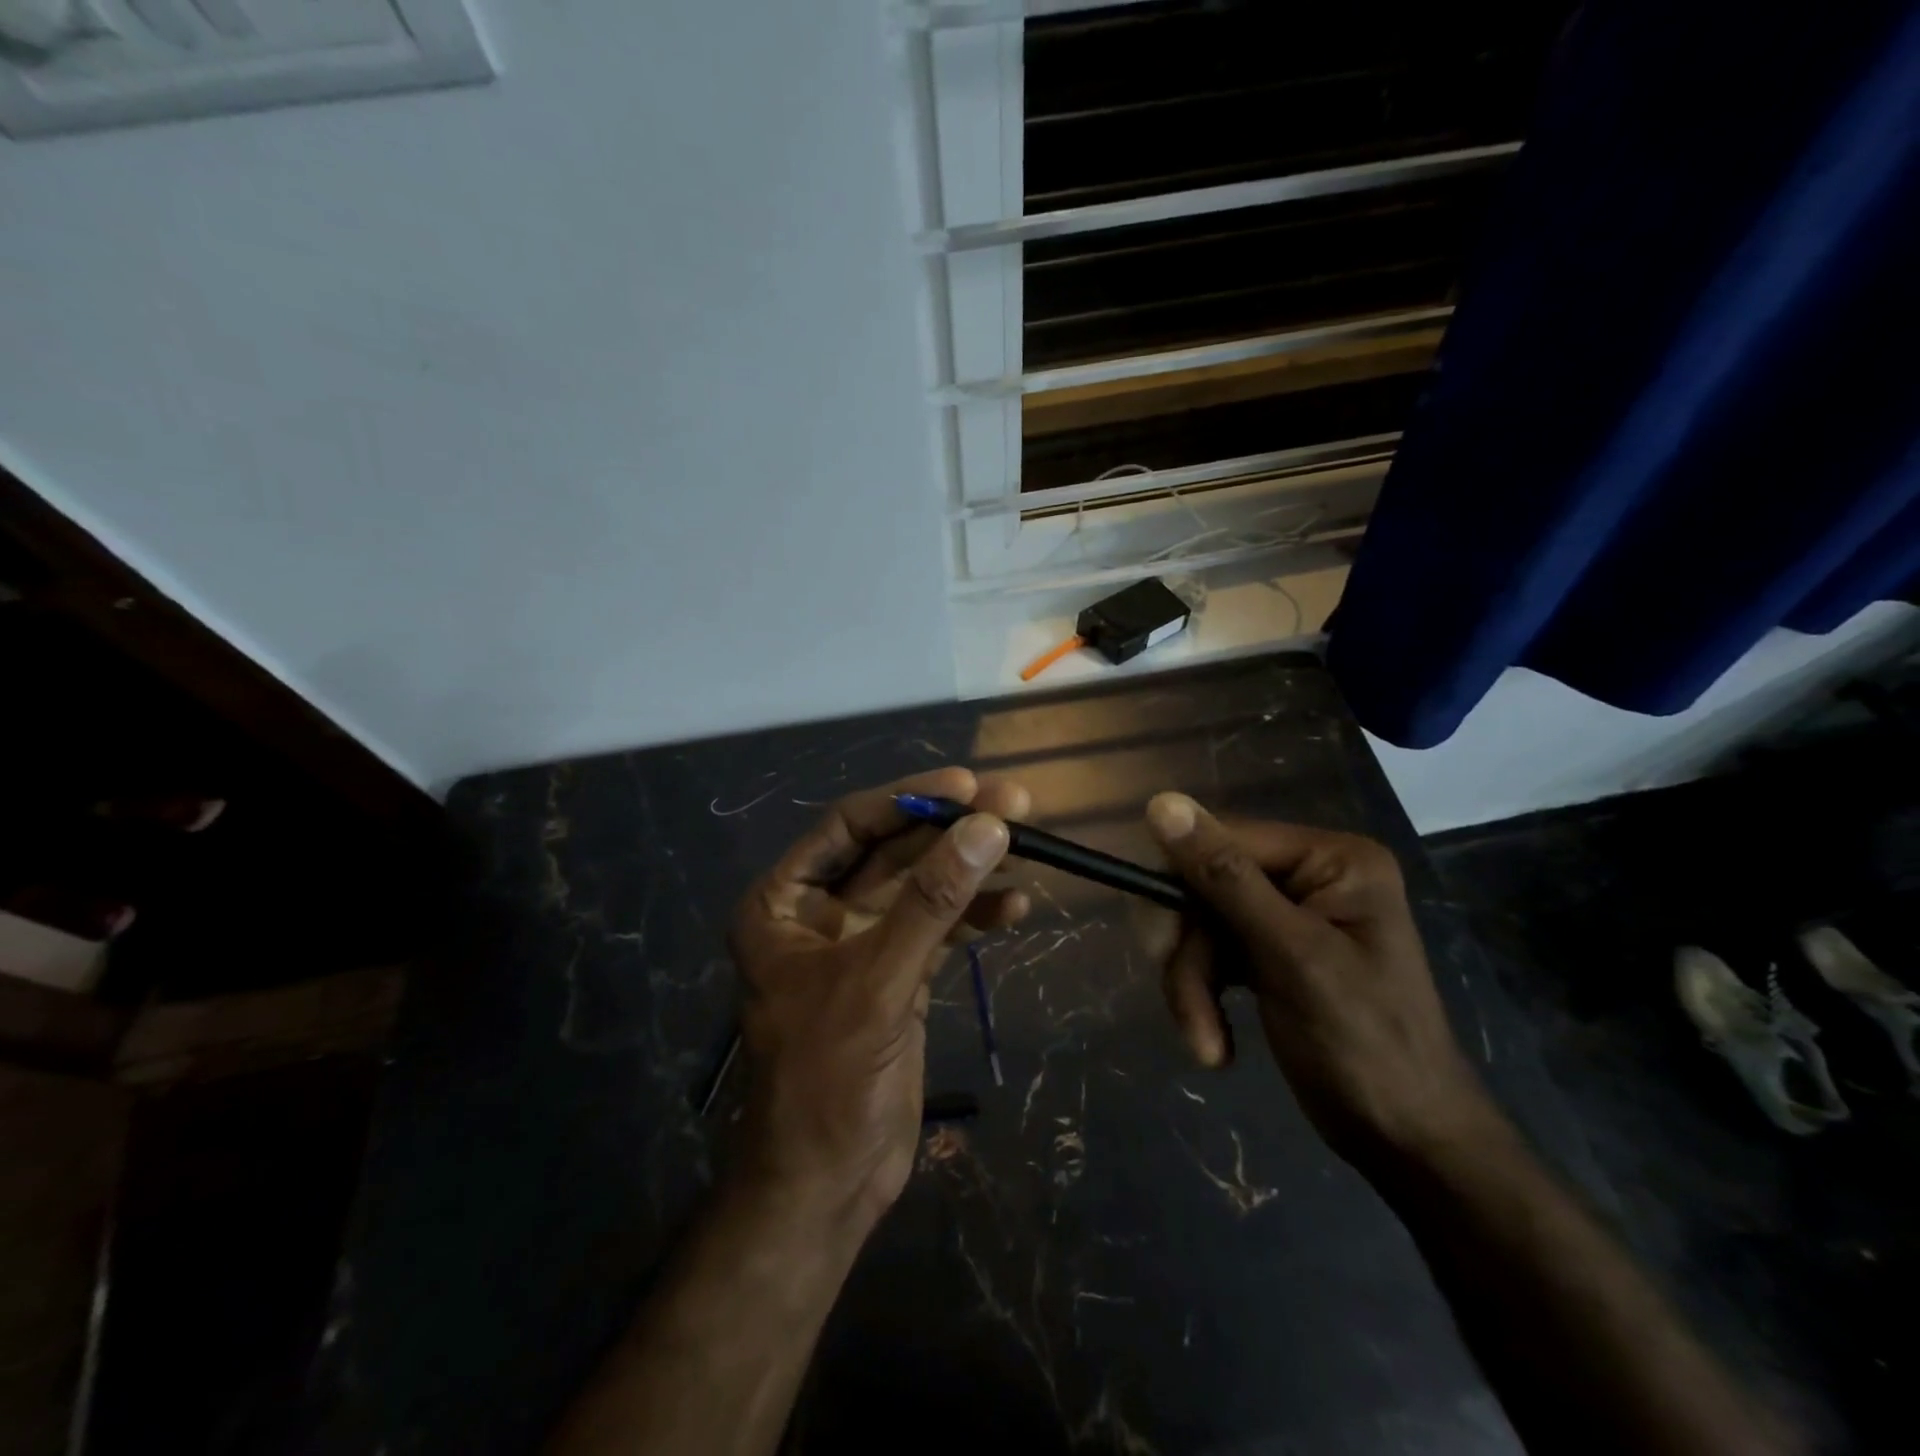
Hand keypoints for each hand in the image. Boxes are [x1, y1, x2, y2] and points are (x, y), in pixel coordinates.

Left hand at [726, 769, 1030, 1235]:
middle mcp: (820, 912)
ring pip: (920, 887)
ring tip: (1027, 850)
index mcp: (785, 902)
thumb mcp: (878, 980)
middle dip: (951, 830)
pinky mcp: (897, 974)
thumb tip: (987, 826)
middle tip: (1015, 804)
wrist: (827, 1185)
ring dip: (969, 869)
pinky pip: (938, 927)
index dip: (908, 801)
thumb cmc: (828, 1079)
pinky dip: (974, 916)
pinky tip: (1015, 908)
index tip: (967, 785)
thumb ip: (932, 901)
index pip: (849, 826)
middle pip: (892, 851)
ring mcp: (862, 943)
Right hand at [1141, 793, 1494, 1171]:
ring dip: (1192, 986)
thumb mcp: (1290, 956)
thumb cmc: (1365, 1046)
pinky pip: (1213, 954)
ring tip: (1205, 1043)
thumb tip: (1161, 801)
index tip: (1158, 942)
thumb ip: (1225, 877)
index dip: (1180, 884)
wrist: (1407, 1144)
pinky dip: (1203, 998)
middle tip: (1184, 1003)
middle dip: (1189, 951)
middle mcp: (1309, 875)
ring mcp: (1289, 916)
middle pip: (1206, 885)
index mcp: (1331, 859)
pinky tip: (1215, 1043)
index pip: (1225, 840)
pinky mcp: (1271, 953)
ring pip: (1201, 926)